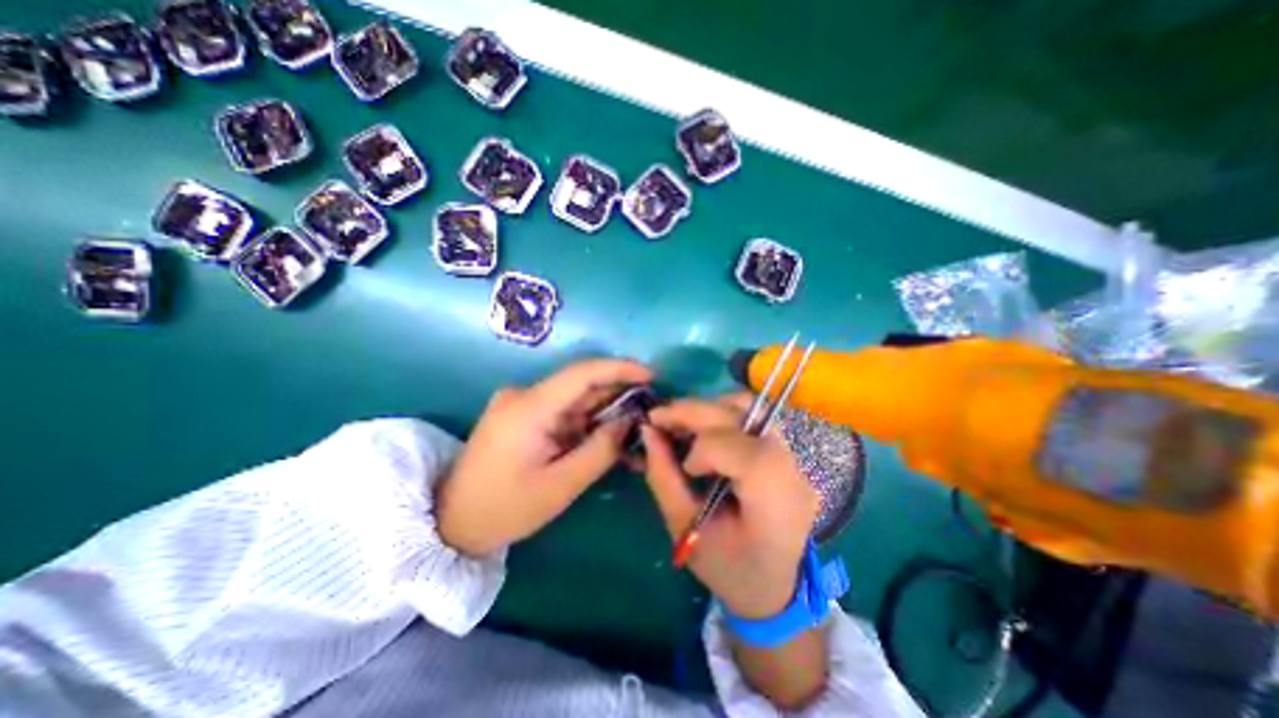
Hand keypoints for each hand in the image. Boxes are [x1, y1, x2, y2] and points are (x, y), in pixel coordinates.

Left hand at [443, 359, 659, 555]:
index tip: (652, 375)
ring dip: (606, 410)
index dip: (620, 368)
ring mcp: (521, 403)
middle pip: (581, 384)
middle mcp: (524, 395)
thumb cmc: (504, 509)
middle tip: (651, 408)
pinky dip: (588, 421)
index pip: (582, 373)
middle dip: (618, 394)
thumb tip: (630, 421)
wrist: (450, 523)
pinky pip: (563, 411)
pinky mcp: (522, 415)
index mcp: (529, 407)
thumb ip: (600, 450)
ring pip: (575, 398)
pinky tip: (608, 435)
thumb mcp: (560, 485)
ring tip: (637, 425)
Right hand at [639, 395, 818, 619]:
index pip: (741, 450)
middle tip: (660, 417)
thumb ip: (663, 477)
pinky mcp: (787, 451)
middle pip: (744, 415)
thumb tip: (647, 431)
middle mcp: (792, 470)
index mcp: (774, 502)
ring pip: (750, 406)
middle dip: (695, 411)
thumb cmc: (729, 569)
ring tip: (681, 421)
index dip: (704, 448)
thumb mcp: (685, 531)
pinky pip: (752, 416)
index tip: (686, 468)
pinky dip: (721, 414)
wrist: (776, 587)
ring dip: (709, 407)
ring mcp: (795, 457)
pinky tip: (703, 429)